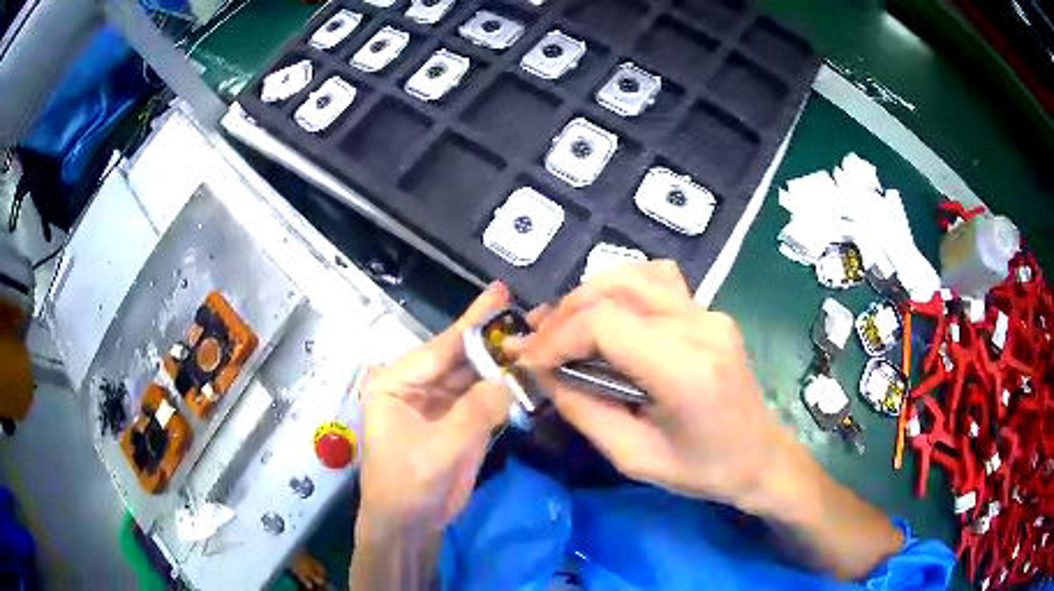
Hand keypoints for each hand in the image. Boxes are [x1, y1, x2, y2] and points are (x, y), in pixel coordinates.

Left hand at [358, 281, 510, 532]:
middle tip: (533, 315)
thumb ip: (475, 413)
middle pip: (460, 357)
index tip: (501, 292)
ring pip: (475, 375)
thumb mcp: (438, 450)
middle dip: (495, 339)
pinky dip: (506, 387)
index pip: (440, 347)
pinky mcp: (458, 420)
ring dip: (504, 361)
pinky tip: (530, 372)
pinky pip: (485, 397)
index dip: (473, 321)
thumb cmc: (407, 486)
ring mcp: (439, 403)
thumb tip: (514, 378)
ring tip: (538, 337)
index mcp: (396, 382)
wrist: (410, 526)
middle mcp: (416, 385)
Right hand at [513, 262, 903, 579]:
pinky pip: (656, 281)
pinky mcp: (709, 311)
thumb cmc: (702, 470)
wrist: (760, 456)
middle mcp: (700, 327)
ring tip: (563, 327)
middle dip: (564, 315)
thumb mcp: (633, 458)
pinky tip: (608, 314)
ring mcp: (709, 313)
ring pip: (633, 276)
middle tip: (537, 344)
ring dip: (587, 297)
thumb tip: (544, 372)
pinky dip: (621, 289)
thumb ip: (583, 411)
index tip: (530, 360)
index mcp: (686, 371)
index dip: (558, 337)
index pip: (606, 324)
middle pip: (615, 291)